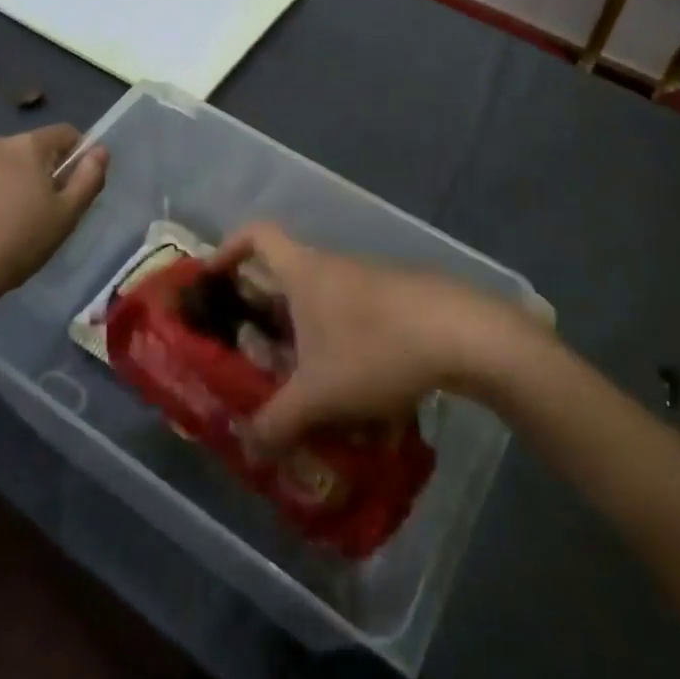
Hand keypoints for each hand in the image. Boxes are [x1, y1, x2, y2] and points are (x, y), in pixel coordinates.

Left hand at [0, 125, 107, 311]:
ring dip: (0, 183)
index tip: (72, 183)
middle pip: (24, 150)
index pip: (63, 133)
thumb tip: (100, 150)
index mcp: (26, 146)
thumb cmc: (18, 243)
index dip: (74, 154)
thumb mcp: (67, 215)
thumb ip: (89, 177)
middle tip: (36, 210)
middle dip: (34, 171)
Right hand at [206, 223, 540, 451]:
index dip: (229, 249)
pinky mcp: (400, 298)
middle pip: (287, 276)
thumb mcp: (319, 395)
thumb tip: (248, 444)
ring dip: (310, 339)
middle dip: (267, 315)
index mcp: (304, 271)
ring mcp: (370, 279)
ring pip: (325, 303)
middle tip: (255, 355)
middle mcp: (333, 265)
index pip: (257, 235)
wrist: (465, 334)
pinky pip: (357, 318)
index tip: (214, 279)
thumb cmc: (377, 349)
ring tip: (306, 387)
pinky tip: (360, 395)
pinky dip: (346, 348)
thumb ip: (276, 421)